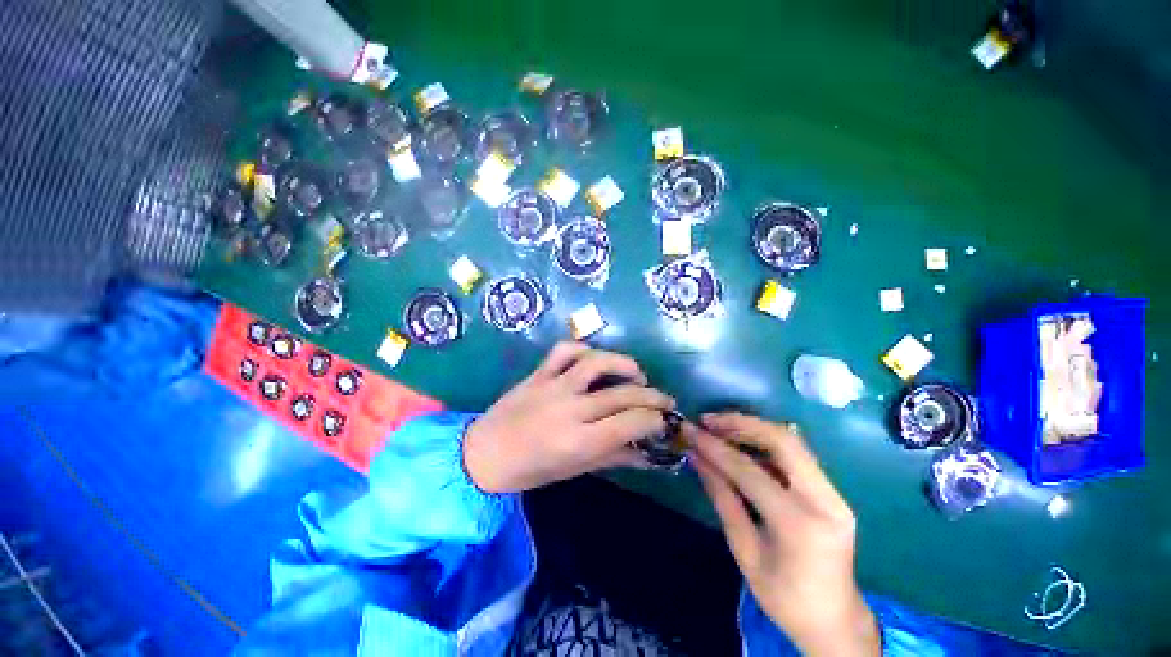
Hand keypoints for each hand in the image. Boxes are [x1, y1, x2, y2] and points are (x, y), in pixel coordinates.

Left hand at [463, 342, 673, 492]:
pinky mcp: (539, 373)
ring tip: (636, 375)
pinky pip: (565, 350)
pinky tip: (595, 360)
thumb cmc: (531, 470)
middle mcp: (569, 409)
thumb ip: (614, 456)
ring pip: (597, 362)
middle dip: (652, 395)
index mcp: (579, 441)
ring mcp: (553, 386)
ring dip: (624, 364)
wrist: (483, 454)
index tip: (664, 420)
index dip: (655, 419)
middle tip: (664, 399)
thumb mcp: (576, 469)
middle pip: (622, 393)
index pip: (631, 422)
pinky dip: (584, 349)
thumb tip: (648, 452)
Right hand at [689, 413, 879, 656]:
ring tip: (719, 426)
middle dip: (740, 423)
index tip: (690, 431)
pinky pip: (796, 454)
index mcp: (799, 525)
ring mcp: (834, 494)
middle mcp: (825, 501)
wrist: (835, 622)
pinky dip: (766, 442)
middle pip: (782, 440)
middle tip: (708, 421)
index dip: (715, 447)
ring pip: (792, 441)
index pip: (750, 471)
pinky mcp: (833, 492)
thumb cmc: (783, 598)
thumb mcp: (744, 551)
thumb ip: (722, 498)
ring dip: (752, 428)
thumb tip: (697, 457)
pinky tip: (742, 442)